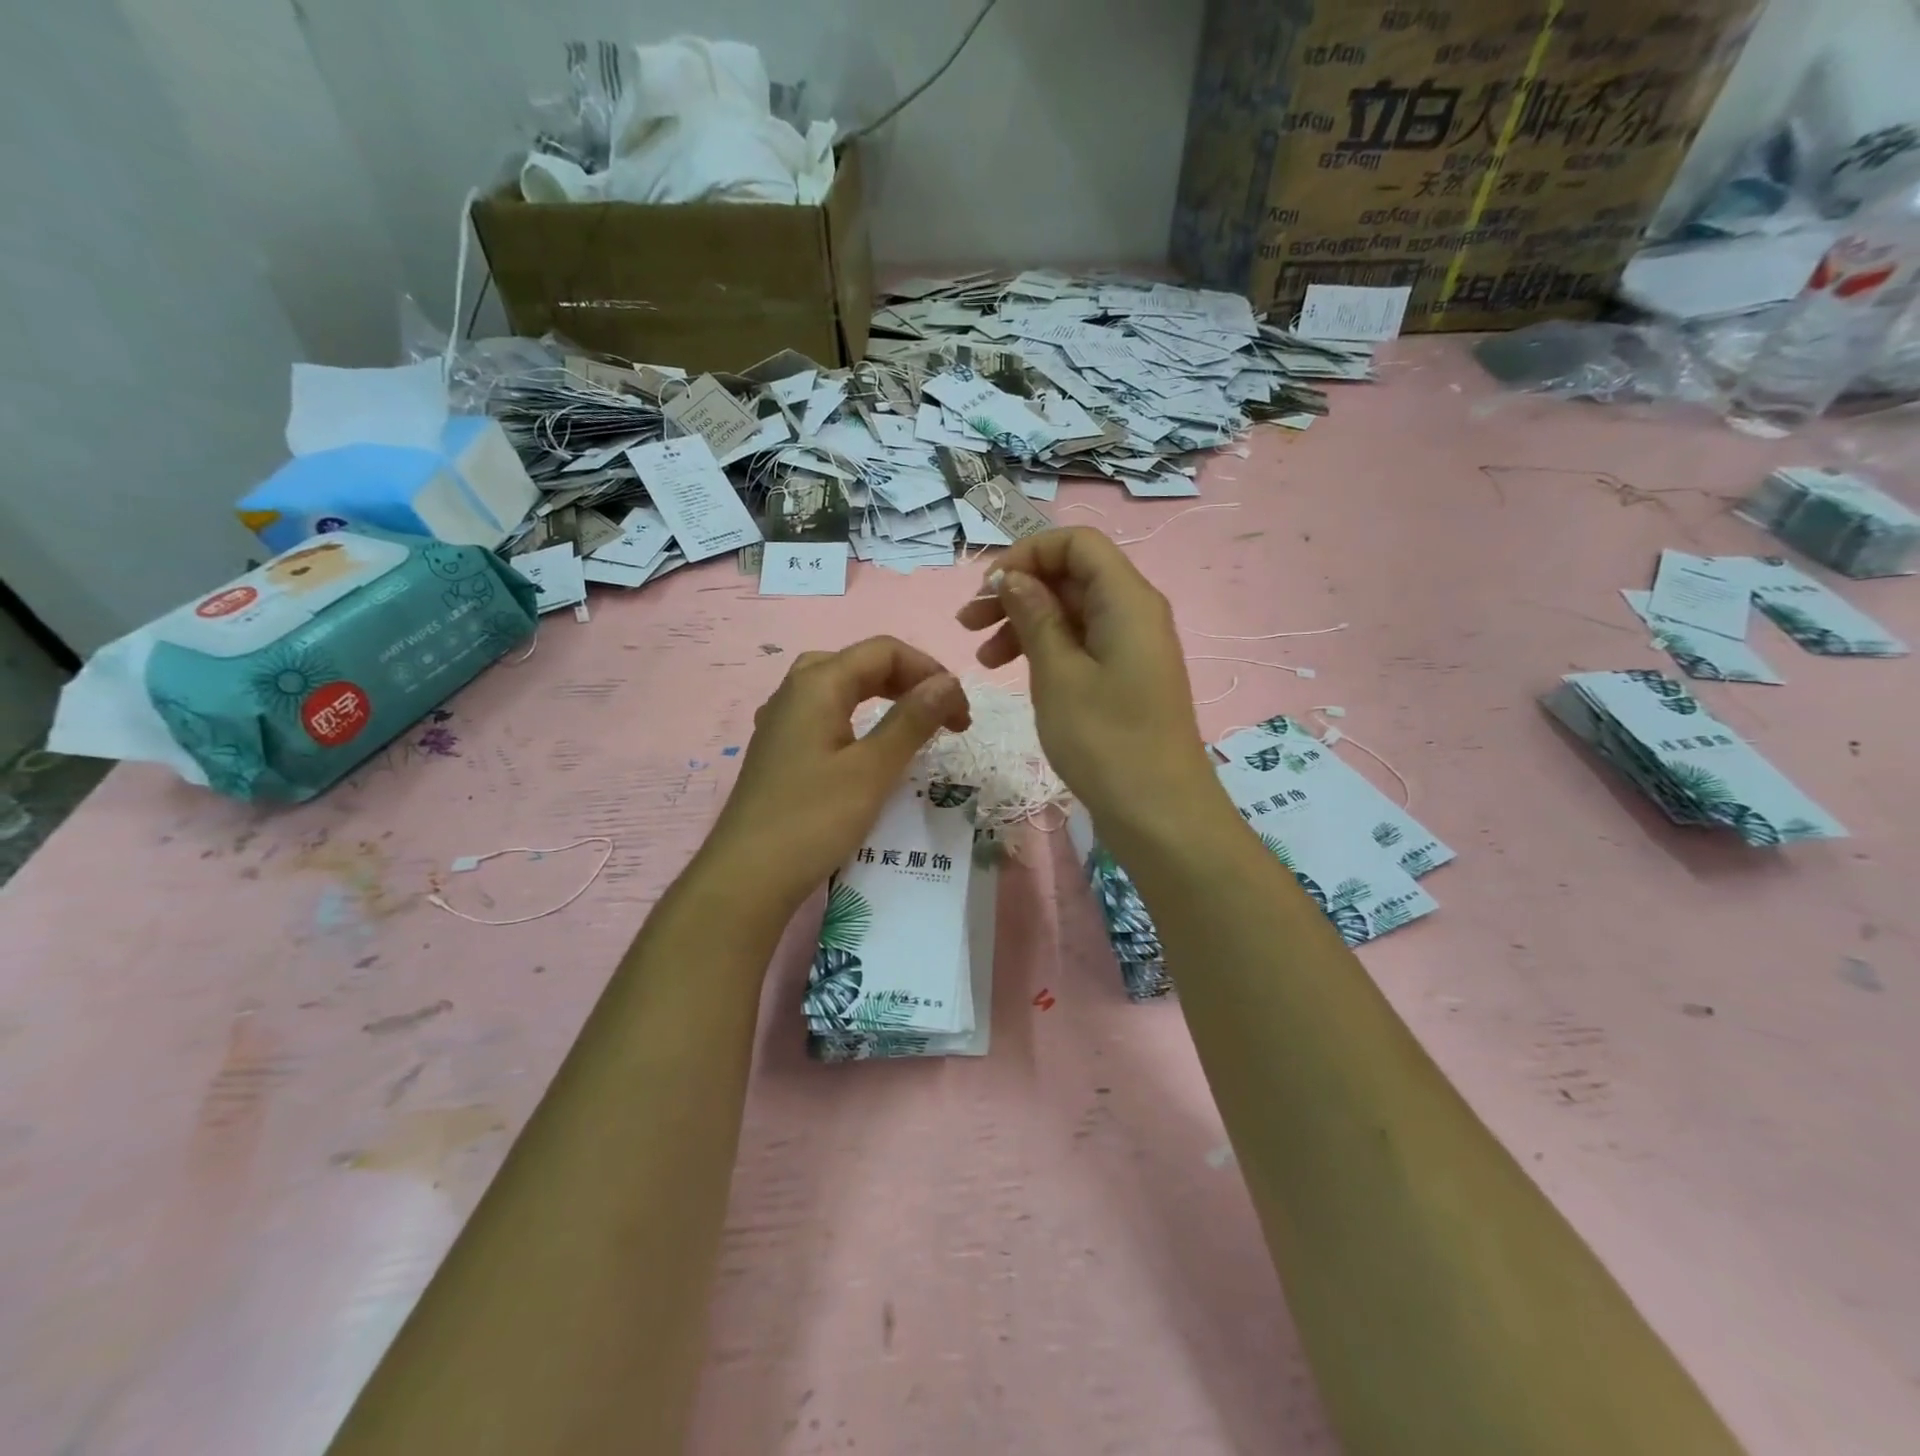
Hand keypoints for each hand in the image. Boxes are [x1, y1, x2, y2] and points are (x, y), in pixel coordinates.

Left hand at [701, 636, 970, 915]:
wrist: (747, 877)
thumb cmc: (813, 819)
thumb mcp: (873, 768)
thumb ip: (912, 720)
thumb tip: (949, 683)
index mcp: (817, 684)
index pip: (884, 651)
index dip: (930, 672)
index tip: (961, 715)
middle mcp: (795, 691)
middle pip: (860, 662)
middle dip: (908, 680)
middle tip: (941, 716)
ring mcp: (781, 720)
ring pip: (839, 686)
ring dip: (882, 696)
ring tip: (912, 723)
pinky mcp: (779, 749)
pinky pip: (824, 713)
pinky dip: (857, 716)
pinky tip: (866, 745)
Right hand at [954, 528, 1227, 854]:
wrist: (1159, 813)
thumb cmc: (1105, 740)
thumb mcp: (1058, 674)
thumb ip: (1034, 616)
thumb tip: (1013, 576)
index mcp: (1127, 599)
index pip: (1076, 543)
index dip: (1027, 554)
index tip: (986, 589)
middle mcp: (1135, 612)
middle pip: (1071, 576)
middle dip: (1018, 591)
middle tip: (967, 623)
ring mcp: (1131, 647)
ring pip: (1072, 612)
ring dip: (1025, 623)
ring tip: (982, 658)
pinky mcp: (1126, 677)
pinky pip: (1082, 644)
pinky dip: (1046, 650)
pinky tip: (1014, 672)